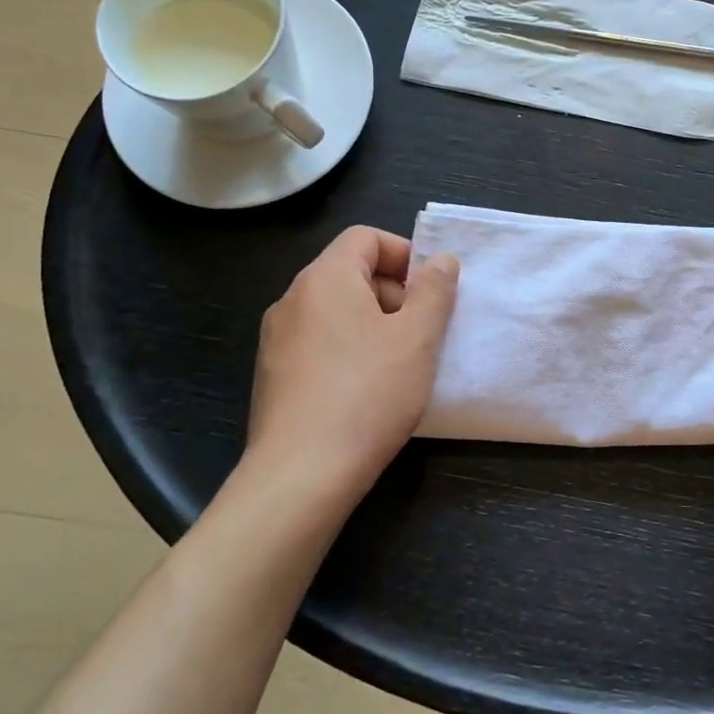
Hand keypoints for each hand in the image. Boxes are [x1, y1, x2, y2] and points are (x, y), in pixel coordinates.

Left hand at [238, 226, 459, 510]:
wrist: (300, 476)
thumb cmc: (367, 395)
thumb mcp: (417, 338)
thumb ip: (434, 291)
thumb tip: (440, 260)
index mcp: (325, 279)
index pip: (365, 237)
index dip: (405, 254)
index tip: (431, 290)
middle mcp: (292, 300)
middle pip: (350, 273)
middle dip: (394, 292)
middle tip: (423, 331)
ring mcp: (277, 340)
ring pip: (336, 311)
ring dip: (375, 324)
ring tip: (401, 364)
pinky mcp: (273, 376)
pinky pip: (320, 343)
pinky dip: (349, 350)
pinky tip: (369, 390)